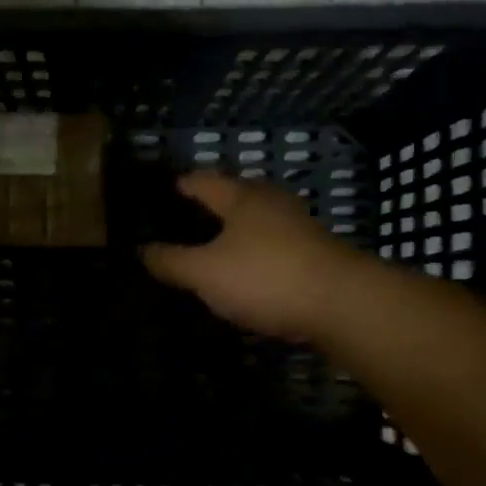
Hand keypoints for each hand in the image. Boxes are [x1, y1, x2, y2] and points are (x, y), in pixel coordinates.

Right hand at [140, 173, 356, 339]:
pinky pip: (272, 245)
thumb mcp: (205, 272)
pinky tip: (243, 271)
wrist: (343, 304)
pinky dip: (252, 253)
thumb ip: (171, 261)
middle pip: (233, 196)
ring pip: (255, 222)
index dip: (180, 185)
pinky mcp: (314, 253)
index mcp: (241, 197)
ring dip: (233, 231)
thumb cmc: (265, 277)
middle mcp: (271, 202)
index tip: (162, 191)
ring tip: (208, 247)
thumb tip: (142, 250)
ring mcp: (297, 227)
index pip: (202, 181)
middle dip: (209, 206)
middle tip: (180, 221)